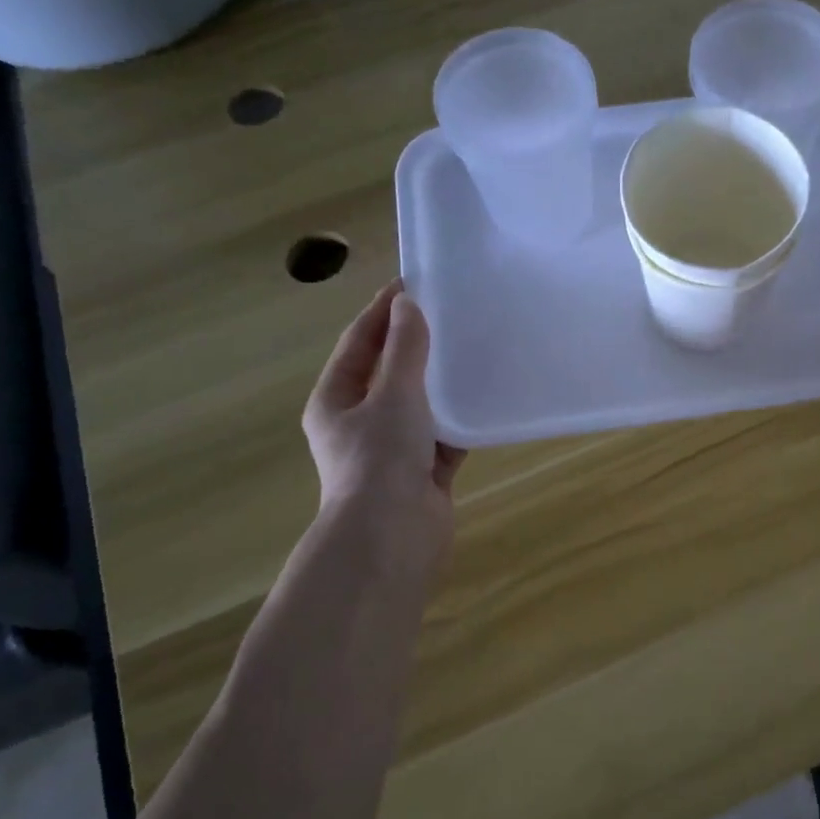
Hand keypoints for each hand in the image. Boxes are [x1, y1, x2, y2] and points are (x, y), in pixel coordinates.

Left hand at [302, 281, 464, 571]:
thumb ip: (404, 350)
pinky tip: (483, 402)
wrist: (392, 536)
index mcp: (335, 400)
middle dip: (415, 346)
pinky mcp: (422, 473)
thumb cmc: (381, 458)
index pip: (358, 343)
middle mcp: (359, 423)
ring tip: (470, 351)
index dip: (382, 311)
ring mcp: (391, 451)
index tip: (412, 283)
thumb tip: (407, 306)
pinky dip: (459, 423)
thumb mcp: (393, 394)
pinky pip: (443, 439)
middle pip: (388, 374)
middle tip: (448, 315)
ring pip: (418, 406)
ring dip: (440, 384)